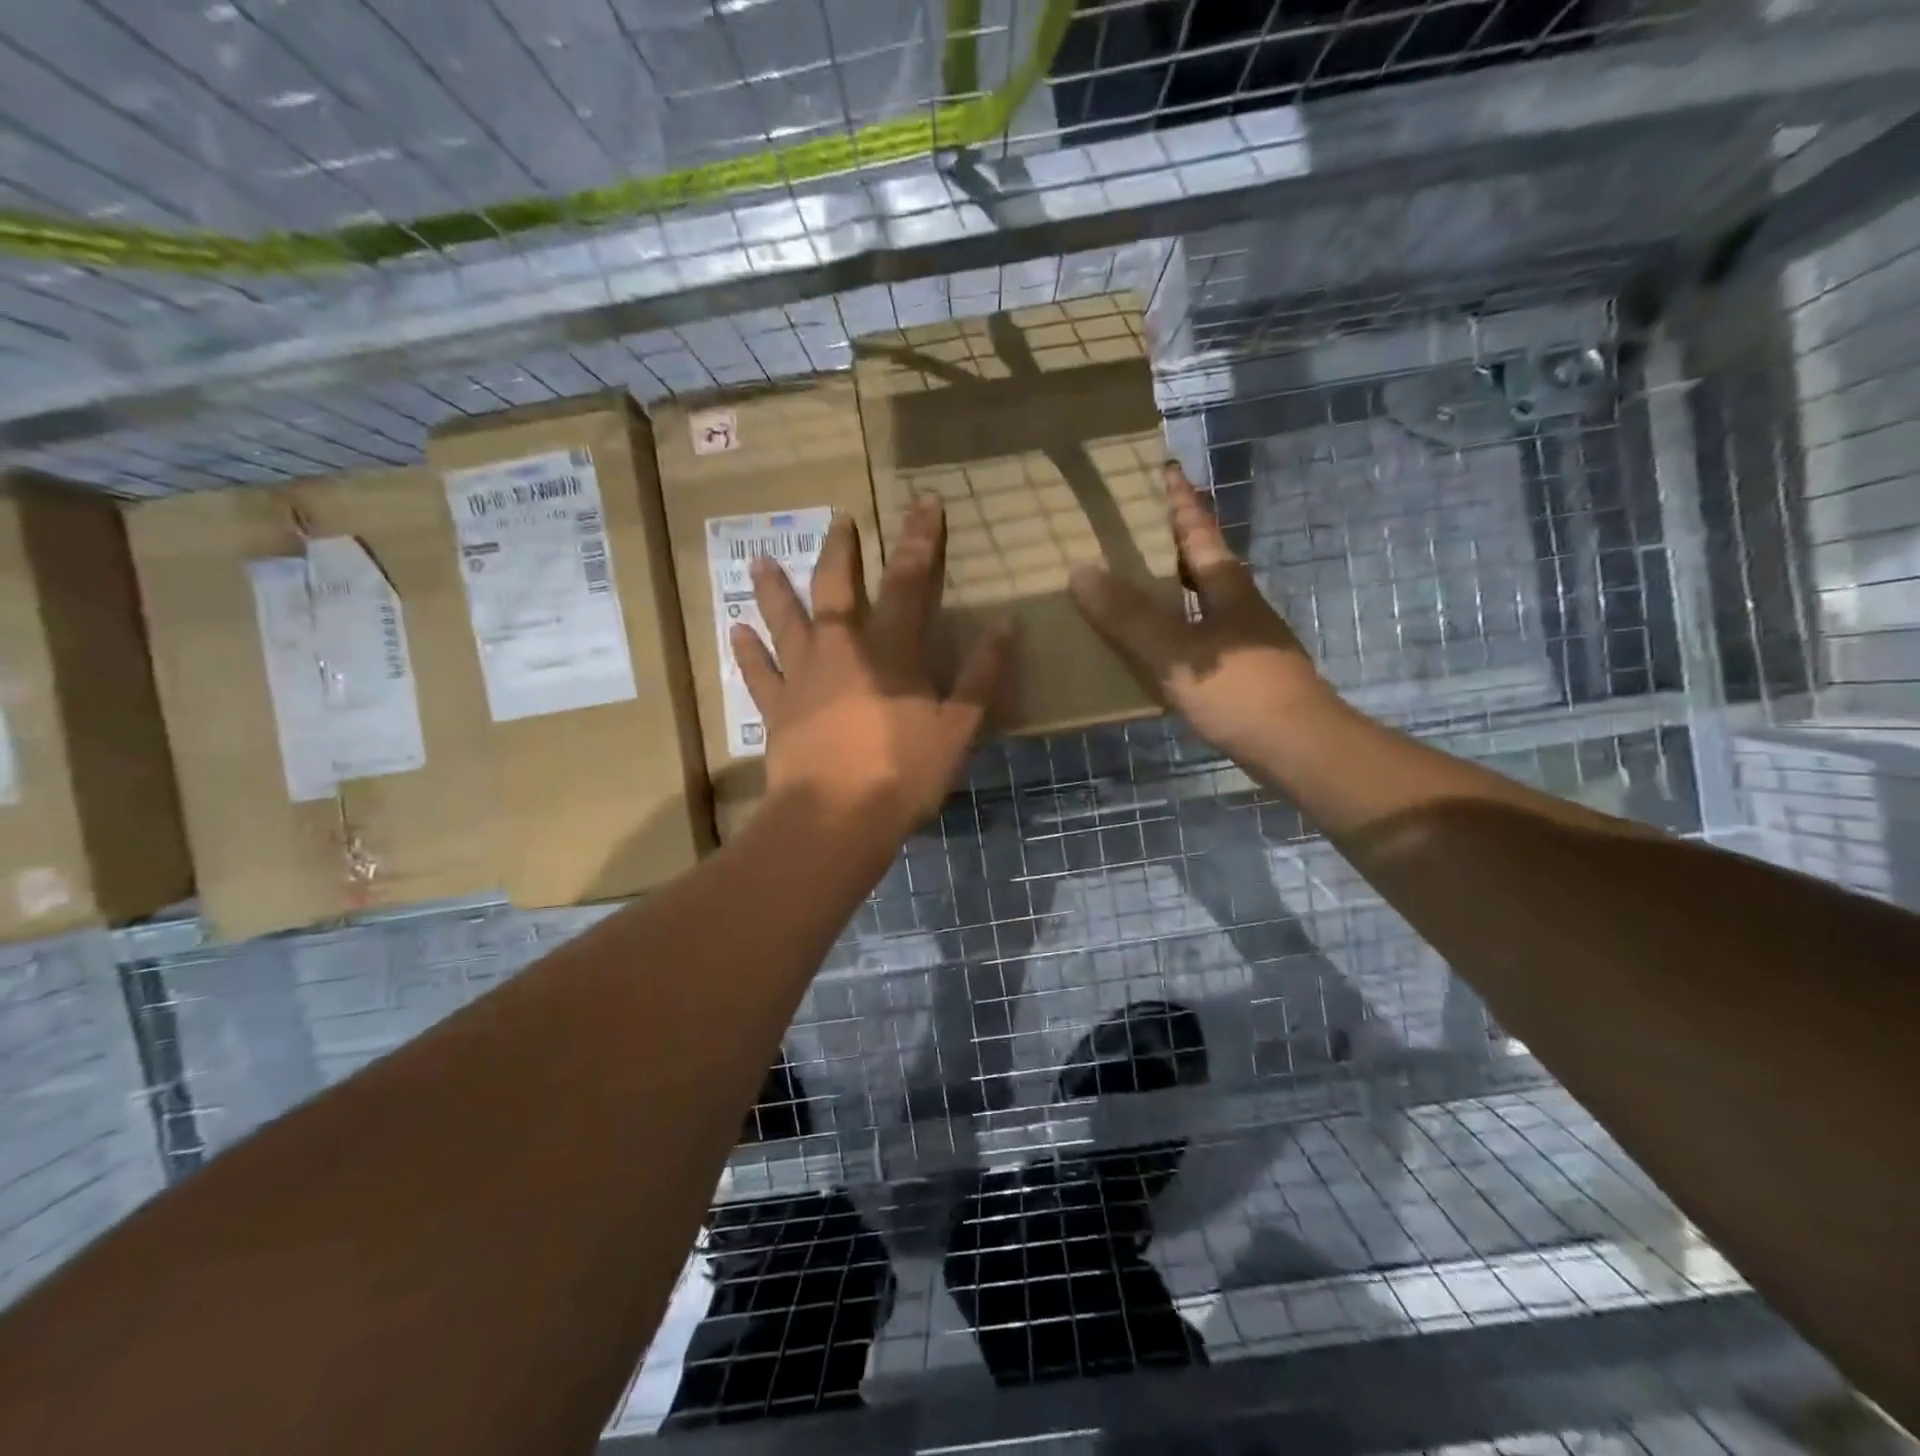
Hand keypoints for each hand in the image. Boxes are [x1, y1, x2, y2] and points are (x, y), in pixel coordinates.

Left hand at [731, 496, 1012, 836]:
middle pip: (837, 588)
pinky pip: (758, 672)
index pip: (908, 582)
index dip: (918, 540)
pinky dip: (748, 650)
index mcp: (890, 651)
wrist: (835, 820)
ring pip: (786, 620)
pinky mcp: (776, 709)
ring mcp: (802, 678)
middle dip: (841, 550)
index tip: (923, 502)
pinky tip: (736, 629)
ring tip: (761, 559)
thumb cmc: (902, 774)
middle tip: (838, 519)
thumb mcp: (957, 729)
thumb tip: (1006, 625)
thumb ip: (980, 676)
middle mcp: (841, 650)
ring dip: (775, 588)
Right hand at [1069, 462, 1329, 763]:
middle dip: (1174, 541)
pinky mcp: (1243, 671)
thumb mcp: (1175, 652)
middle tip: (1134, 529)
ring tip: (1134, 584)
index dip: (1180, 501)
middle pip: (1204, 561)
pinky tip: (1155, 645)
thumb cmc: (1239, 690)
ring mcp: (1245, 639)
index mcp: (1227, 586)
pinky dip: (1176, 628)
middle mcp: (1239, 604)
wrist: (1298, 747)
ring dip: (1173, 587)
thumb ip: (1129, 616)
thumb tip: (1081, 570)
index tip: (1164, 469)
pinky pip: (1200, 635)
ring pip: (1203, 600)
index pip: (1199, 530)